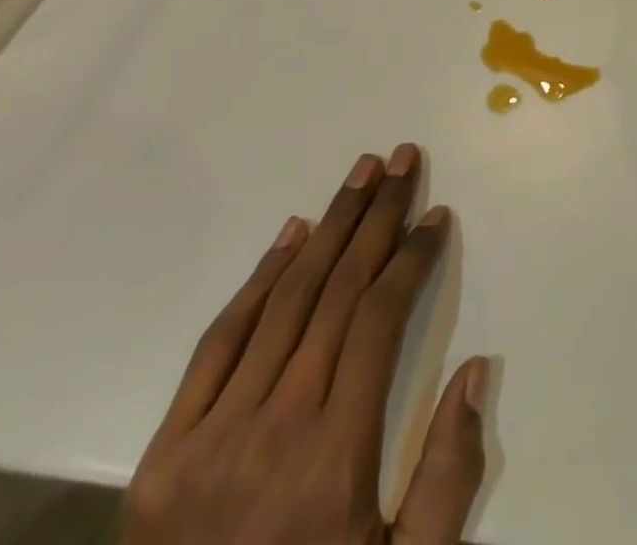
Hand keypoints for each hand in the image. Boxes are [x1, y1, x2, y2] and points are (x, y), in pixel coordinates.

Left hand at [126, 145, 487, 544]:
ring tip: (362, 173)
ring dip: (329, 227)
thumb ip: (449, 477)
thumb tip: (475, 368)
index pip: (381, 320)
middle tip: (403, 160)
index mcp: (334, 464)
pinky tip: (293, 233)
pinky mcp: (161, 457)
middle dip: (377, 217)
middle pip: (337, 292)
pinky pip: (219, 344)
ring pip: (285, 301)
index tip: (435, 216)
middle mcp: (272, 435)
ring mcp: (208, 442)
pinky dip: (259, 280)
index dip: (413, 258)